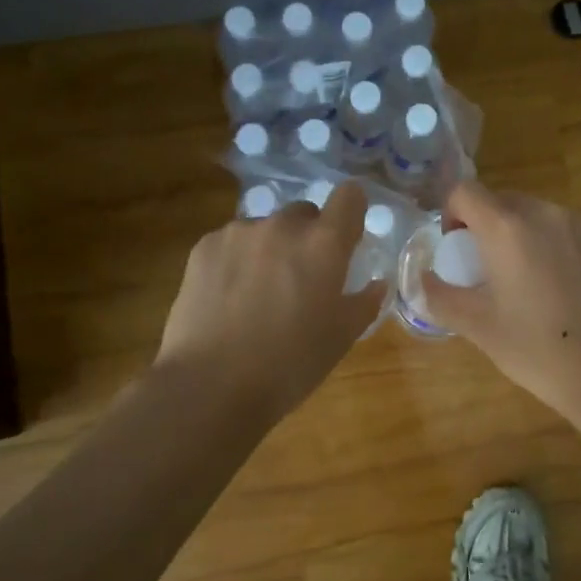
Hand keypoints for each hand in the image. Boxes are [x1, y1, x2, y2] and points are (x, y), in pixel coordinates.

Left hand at [158, 184, 385, 420]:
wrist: (211, 385)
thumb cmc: (290, 364)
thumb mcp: (341, 338)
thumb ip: (364, 303)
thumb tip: (376, 284)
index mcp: (324, 244)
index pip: (349, 196)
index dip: (352, 212)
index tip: (348, 239)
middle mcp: (282, 226)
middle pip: (305, 213)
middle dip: (309, 237)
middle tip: (302, 279)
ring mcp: (238, 232)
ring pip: (266, 228)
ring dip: (271, 249)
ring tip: (259, 293)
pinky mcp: (204, 246)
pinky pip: (232, 242)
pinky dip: (237, 260)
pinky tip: (229, 298)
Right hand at [423, 182, 580, 423]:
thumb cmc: (538, 350)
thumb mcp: (478, 327)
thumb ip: (439, 296)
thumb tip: (422, 279)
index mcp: (507, 228)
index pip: (465, 191)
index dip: (452, 213)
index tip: (457, 248)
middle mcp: (547, 213)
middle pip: (504, 201)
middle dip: (489, 227)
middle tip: (491, 271)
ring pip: (541, 216)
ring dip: (526, 237)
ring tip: (533, 284)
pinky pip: (573, 231)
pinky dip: (560, 248)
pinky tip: (569, 291)